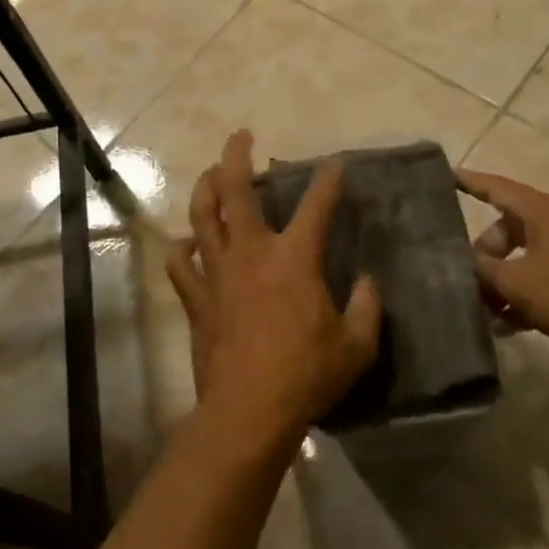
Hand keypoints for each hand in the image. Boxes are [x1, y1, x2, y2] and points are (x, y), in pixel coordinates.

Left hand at [167, 131, 383, 452]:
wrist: (247, 411)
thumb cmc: (306, 376)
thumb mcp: (356, 346)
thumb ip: (367, 308)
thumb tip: (368, 281)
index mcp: (294, 259)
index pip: (316, 207)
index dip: (327, 181)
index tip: (334, 164)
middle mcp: (251, 253)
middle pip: (235, 191)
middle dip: (236, 156)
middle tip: (239, 136)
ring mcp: (217, 273)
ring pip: (201, 217)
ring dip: (204, 189)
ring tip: (211, 175)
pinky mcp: (196, 298)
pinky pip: (180, 265)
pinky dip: (181, 250)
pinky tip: (185, 245)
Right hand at [456, 169, 548, 381]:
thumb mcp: (516, 282)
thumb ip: (482, 270)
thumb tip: (461, 262)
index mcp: (541, 211)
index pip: (495, 187)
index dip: (469, 182)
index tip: (444, 176)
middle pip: (505, 229)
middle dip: (482, 254)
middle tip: (463, 278)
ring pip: (521, 260)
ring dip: (500, 283)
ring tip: (480, 310)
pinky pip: (539, 283)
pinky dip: (522, 299)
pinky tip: (505, 327)